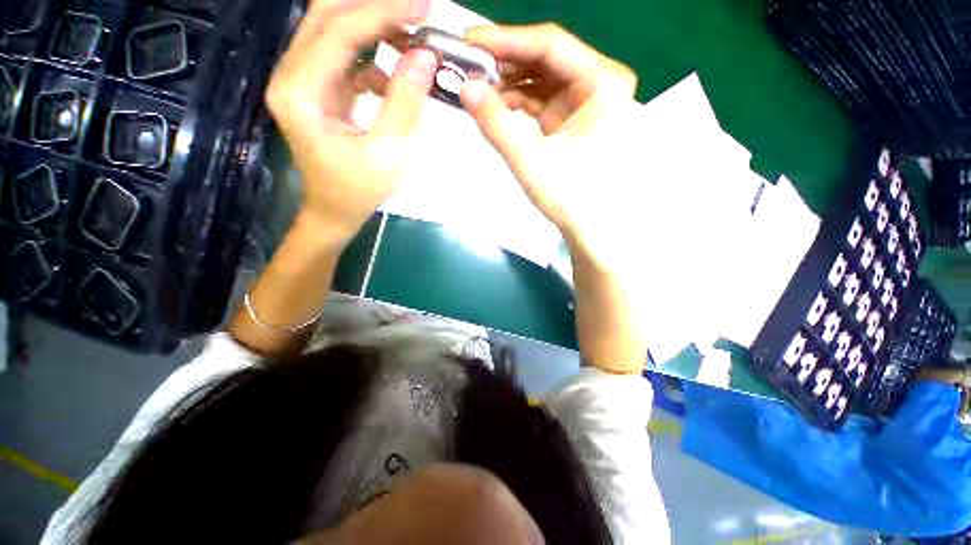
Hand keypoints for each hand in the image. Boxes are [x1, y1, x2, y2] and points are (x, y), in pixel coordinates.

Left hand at [266, 0, 435, 241]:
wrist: (334, 211)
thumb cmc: (358, 191)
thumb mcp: (388, 154)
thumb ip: (405, 104)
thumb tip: (425, 58)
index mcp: (301, 94)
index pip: (339, 32)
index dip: (383, 12)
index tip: (425, 7)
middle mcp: (291, 76)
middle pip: (327, 15)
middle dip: (375, 7)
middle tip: (418, 11)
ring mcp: (302, 80)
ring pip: (334, 30)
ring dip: (374, 26)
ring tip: (413, 38)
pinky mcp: (317, 88)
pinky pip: (343, 56)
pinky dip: (372, 55)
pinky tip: (396, 73)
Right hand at [459, 24, 640, 262]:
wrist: (591, 230)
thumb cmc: (572, 198)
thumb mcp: (530, 160)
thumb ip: (496, 123)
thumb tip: (465, 88)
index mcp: (603, 82)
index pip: (549, 45)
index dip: (506, 40)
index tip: (468, 43)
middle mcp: (599, 84)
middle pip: (545, 59)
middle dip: (505, 64)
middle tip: (467, 68)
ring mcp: (586, 103)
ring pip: (541, 80)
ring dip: (509, 84)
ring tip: (477, 91)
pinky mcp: (573, 121)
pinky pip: (541, 101)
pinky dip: (518, 104)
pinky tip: (496, 109)